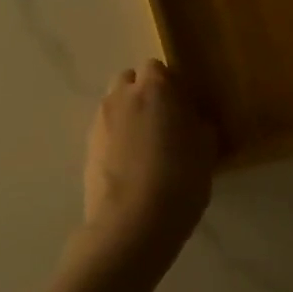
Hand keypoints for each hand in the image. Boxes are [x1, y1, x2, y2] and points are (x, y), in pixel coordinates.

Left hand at [81, 59, 217, 267]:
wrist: (130, 224)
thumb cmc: (178, 181)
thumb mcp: (205, 153)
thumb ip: (199, 126)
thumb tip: (193, 120)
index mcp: (154, 89)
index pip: (157, 68)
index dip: (170, 85)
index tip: (183, 107)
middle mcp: (122, 96)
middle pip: (130, 80)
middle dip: (143, 93)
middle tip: (163, 122)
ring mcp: (100, 121)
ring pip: (114, 104)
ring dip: (128, 115)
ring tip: (144, 146)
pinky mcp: (87, 147)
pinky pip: (105, 130)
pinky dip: (115, 138)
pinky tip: (129, 165)